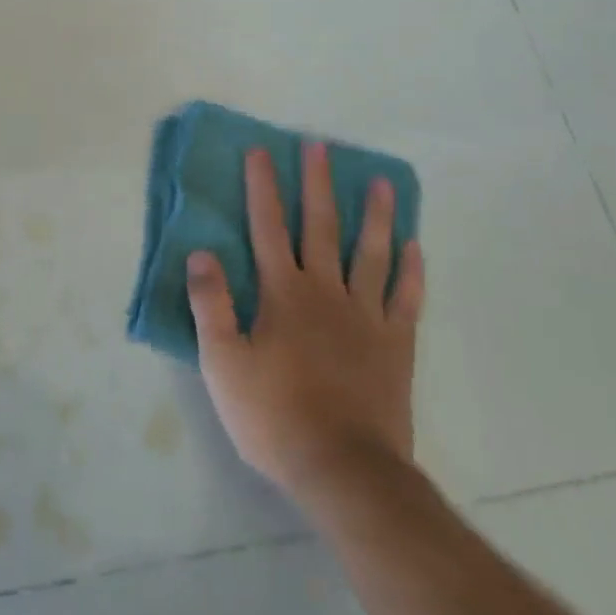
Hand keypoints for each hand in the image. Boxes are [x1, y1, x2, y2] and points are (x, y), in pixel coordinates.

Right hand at [185, 142, 424, 500]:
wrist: (344, 468)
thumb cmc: (274, 415)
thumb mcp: (223, 363)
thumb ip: (212, 304)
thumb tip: (201, 252)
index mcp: (283, 294)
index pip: (267, 228)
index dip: (262, 187)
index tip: (261, 151)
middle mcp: (326, 292)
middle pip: (321, 227)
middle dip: (316, 184)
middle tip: (318, 146)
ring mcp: (366, 316)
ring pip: (372, 253)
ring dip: (375, 215)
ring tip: (381, 182)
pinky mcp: (395, 344)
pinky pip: (405, 298)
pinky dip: (411, 270)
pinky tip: (414, 247)